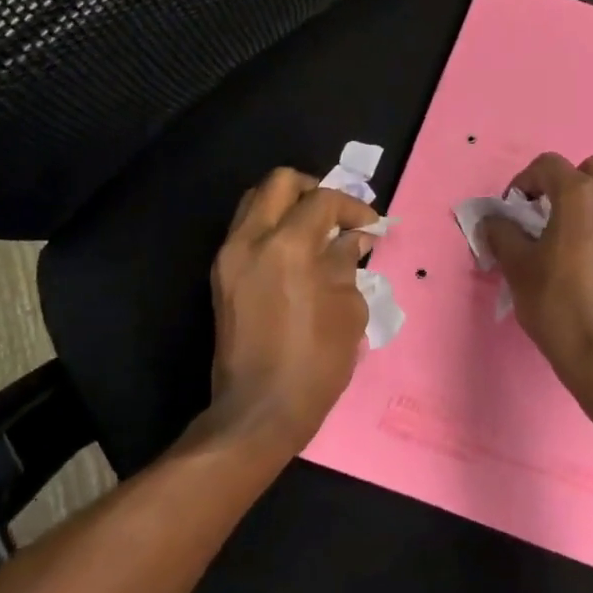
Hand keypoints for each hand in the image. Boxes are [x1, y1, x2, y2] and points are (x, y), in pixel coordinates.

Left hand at [207, 168, 378, 455]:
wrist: (259, 410)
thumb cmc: (315, 361)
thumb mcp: (347, 308)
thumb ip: (347, 261)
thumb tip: (352, 239)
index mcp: (287, 246)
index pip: (322, 200)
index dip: (353, 206)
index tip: (371, 225)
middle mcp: (250, 241)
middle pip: (279, 182)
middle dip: (314, 189)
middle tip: (338, 214)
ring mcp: (229, 258)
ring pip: (256, 202)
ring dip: (289, 205)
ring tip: (317, 230)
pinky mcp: (221, 277)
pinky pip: (246, 231)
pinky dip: (273, 227)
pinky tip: (297, 252)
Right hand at [478, 153, 592, 401]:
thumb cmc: (558, 304)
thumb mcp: (517, 267)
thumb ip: (502, 233)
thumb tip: (493, 220)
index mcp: (582, 194)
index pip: (548, 165)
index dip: (523, 181)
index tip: (513, 210)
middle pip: (590, 170)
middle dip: (565, 184)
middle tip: (545, 215)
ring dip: (591, 204)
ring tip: (570, 239)